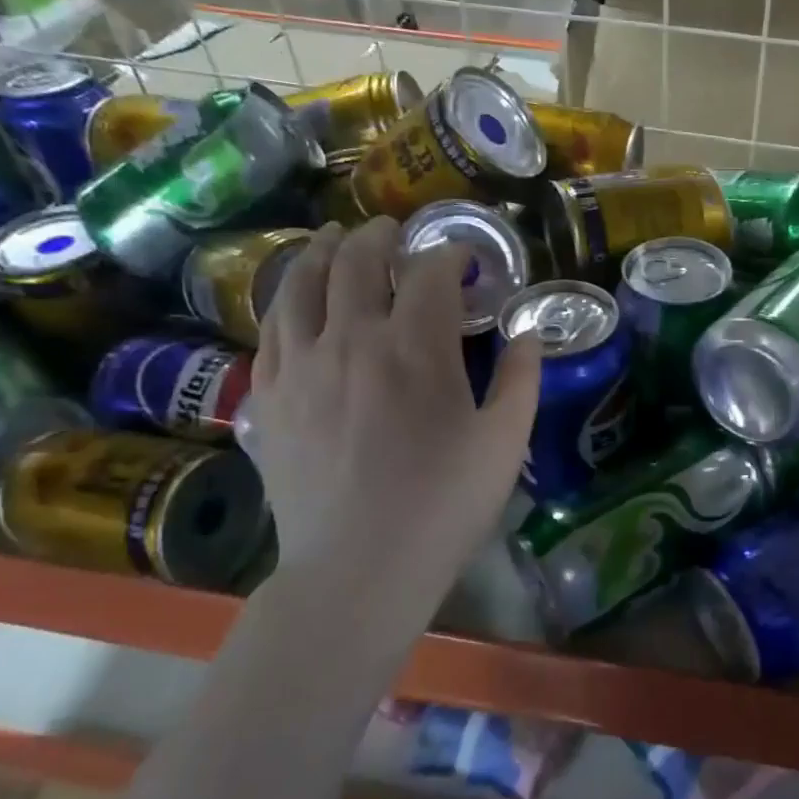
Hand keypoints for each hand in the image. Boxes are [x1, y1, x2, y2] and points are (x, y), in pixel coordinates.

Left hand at [247, 219, 539, 614]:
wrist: (360, 568)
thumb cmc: (444, 505)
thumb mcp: (505, 443)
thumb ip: (523, 378)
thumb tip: (530, 331)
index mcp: (414, 348)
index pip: (430, 274)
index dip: (450, 255)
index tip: (464, 258)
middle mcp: (349, 339)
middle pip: (357, 262)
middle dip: (379, 237)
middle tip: (392, 231)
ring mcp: (299, 366)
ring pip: (300, 284)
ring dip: (321, 252)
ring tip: (332, 239)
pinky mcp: (268, 398)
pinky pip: (270, 330)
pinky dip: (286, 300)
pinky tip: (295, 301)